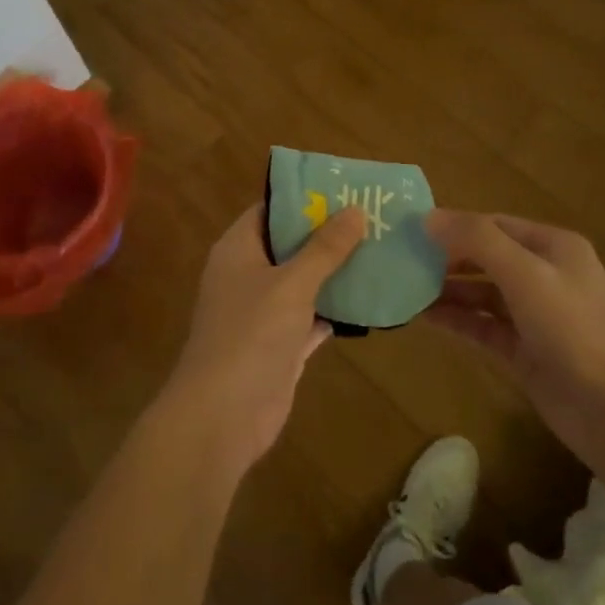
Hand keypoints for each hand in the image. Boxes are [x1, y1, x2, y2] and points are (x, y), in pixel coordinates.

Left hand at [163, 204, 365, 471]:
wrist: (223, 416)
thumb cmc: (251, 335)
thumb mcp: (292, 283)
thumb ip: (324, 248)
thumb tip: (355, 210)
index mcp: (238, 249)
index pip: (270, 210)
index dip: (303, 198)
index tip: (343, 189)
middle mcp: (248, 275)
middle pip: (290, 245)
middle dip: (328, 234)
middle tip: (373, 217)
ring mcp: (264, 312)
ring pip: (304, 282)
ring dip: (336, 271)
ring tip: (381, 249)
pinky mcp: (281, 344)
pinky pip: (312, 316)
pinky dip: (336, 309)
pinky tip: (371, 298)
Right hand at [423, 210, 604, 467]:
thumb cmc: (575, 330)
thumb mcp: (526, 275)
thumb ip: (477, 241)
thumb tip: (428, 217)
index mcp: (554, 247)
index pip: (494, 225)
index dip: (454, 225)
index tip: (411, 230)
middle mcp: (545, 275)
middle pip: (487, 258)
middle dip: (447, 258)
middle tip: (402, 261)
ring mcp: (536, 316)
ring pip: (482, 294)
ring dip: (447, 291)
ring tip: (404, 289)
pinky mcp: (526, 351)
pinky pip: (484, 326)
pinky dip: (457, 320)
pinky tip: (423, 318)